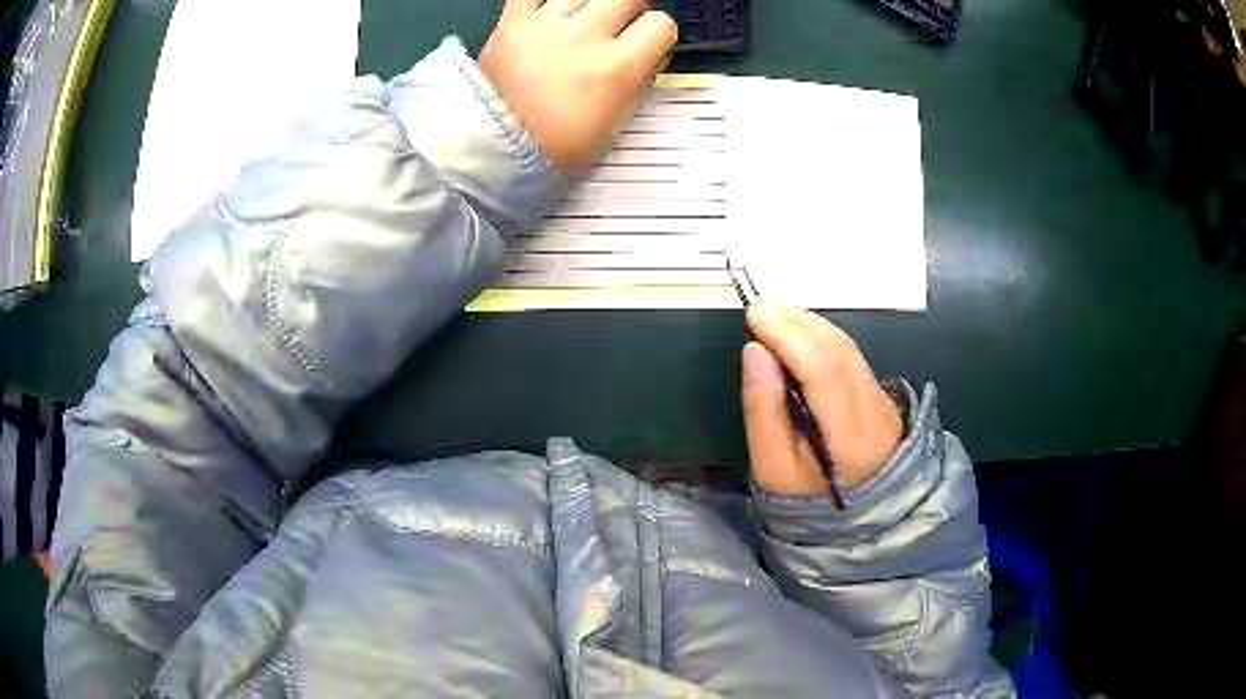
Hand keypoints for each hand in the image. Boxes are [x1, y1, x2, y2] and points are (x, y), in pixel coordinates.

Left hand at [480, 0, 677, 171]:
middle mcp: (586, 37)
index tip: (646, 44)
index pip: (660, 24)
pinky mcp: (512, 21)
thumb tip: (651, 55)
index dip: (657, 34)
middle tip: (616, 30)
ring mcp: (546, 25)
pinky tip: (552, 11)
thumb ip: (640, 83)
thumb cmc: (559, 144)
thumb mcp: (616, 125)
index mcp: (618, 67)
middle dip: (629, 12)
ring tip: (580, 23)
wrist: (496, 148)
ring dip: (591, 4)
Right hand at [742, 301, 903, 495]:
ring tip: (776, 310)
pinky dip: (823, 337)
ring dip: (811, 324)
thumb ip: (763, 409)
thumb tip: (755, 351)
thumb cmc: (805, 498)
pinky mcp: (882, 397)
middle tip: (761, 304)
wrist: (857, 519)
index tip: (755, 314)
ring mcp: (884, 402)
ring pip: (849, 349)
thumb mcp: (772, 466)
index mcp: (849, 437)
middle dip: (798, 322)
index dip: (790, 336)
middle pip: (840, 351)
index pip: (824, 370)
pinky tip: (801, 331)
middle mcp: (875, 412)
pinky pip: (853, 356)